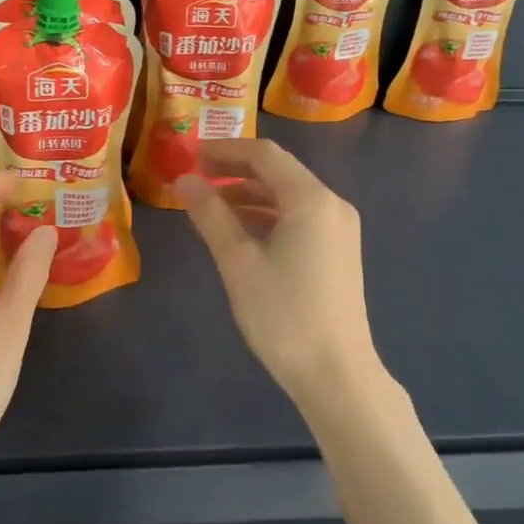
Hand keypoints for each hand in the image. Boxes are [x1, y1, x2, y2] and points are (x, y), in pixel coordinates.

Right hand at [179, 140, 383, 408]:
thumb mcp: (238, 262)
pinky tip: (239, 229)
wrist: (336, 374)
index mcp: (311, 199)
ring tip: (208, 203)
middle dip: (235, 169)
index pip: (265, 155)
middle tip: (194, 176)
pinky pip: (298, 217)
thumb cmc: (283, 315)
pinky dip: (266, 215)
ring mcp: (338, 228)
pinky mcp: (337, 251)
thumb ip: (211, 215)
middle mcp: (331, 204)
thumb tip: (184, 180)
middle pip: (279, 171)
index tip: (189, 154)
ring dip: (248, 193)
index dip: (225, 149)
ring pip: (288, 195)